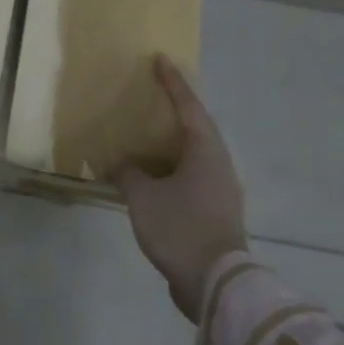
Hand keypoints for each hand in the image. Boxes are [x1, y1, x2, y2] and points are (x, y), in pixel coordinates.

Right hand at [109, 56, 248, 322]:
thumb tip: (121, 165)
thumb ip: (129, 174)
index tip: (160, 60)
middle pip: (198, 127)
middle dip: (177, 109)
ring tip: (151, 135)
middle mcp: (219, 164)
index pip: (188, 106)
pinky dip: (174, 167)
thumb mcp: (143, 198)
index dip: (173, 82)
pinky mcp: (217, 212)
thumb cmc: (181, 228)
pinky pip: (194, 175)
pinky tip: (155, 176)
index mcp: (205, 151)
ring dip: (174, 141)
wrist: (216, 285)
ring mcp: (222, 189)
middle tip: (155, 94)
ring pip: (196, 153)